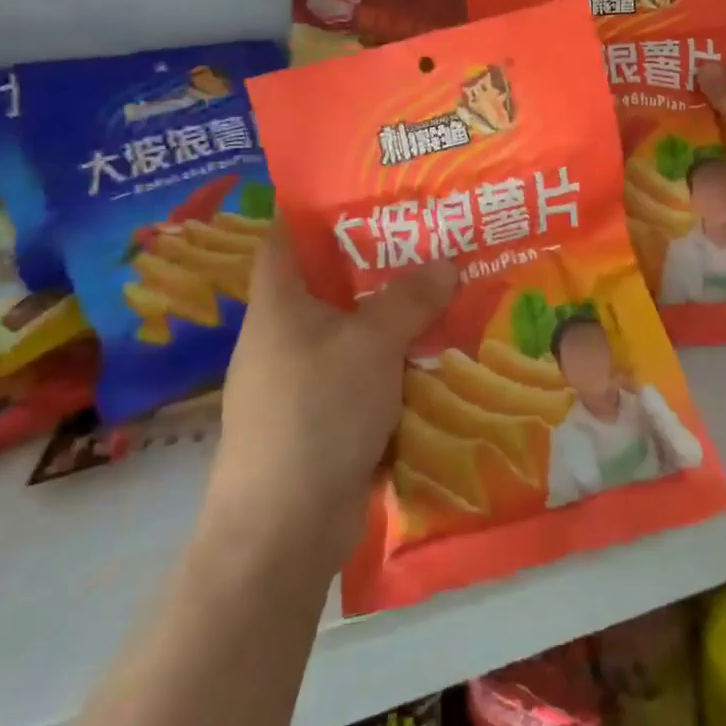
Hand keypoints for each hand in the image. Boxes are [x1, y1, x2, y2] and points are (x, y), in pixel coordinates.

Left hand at [202, 224, 456, 564]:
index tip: (368, 194)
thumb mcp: (371, 343)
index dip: (318, 212)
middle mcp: (282, 336)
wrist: (283, 530)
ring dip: (391, 317)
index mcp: (278, 304)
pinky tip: (433, 355)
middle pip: (329, 284)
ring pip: (351, 332)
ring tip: (444, 291)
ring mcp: (299, 381)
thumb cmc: (317, 413)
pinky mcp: (320, 418)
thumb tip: (448, 262)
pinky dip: (392, 363)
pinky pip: (361, 374)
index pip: (286, 238)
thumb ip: (409, 298)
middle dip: (377, 264)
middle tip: (430, 239)